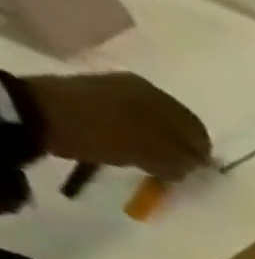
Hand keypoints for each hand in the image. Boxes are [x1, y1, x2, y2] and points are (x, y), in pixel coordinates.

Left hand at [25, 73, 210, 180]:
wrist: (47, 114)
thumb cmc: (114, 137)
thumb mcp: (161, 158)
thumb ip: (187, 161)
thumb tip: (200, 163)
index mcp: (165, 100)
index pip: (199, 132)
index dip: (202, 155)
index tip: (196, 172)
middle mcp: (146, 88)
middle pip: (176, 123)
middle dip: (180, 145)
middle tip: (176, 166)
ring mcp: (117, 86)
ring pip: (153, 119)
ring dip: (157, 139)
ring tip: (151, 157)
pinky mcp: (96, 90)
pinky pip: (130, 115)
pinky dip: (136, 131)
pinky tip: (130, 143)